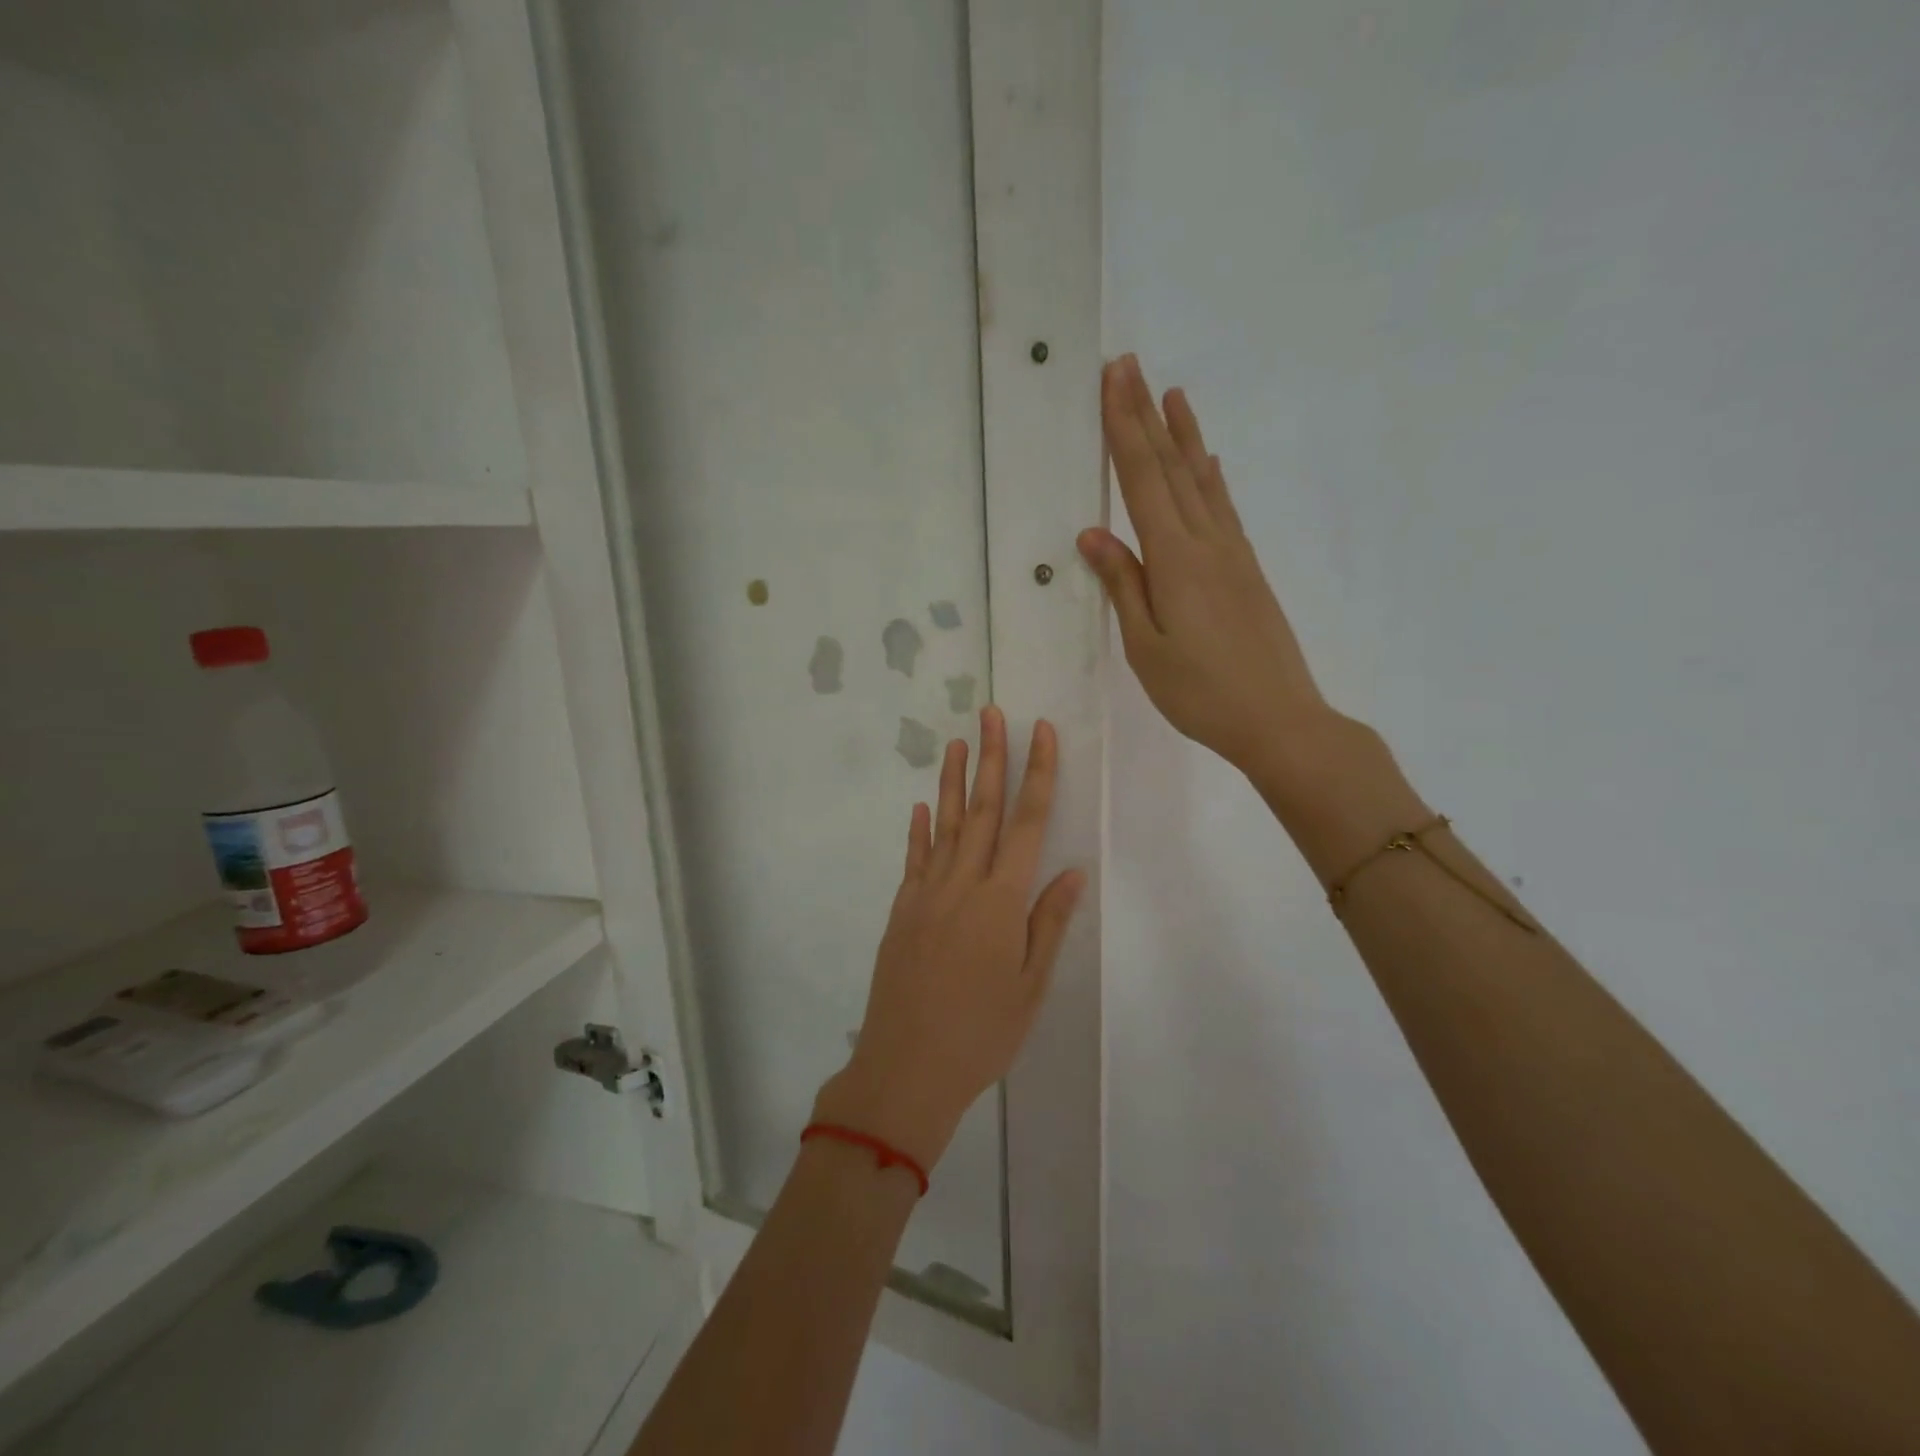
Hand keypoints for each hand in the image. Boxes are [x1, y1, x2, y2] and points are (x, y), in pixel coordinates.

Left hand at [814, 707, 1083, 1172]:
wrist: (905, 1068)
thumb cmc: (981, 1034)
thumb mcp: (1030, 986)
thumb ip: (1049, 923)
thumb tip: (1072, 871)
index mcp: (1001, 901)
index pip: (1028, 823)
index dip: (1038, 774)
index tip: (1041, 732)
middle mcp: (963, 885)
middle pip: (982, 810)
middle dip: (992, 757)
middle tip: (993, 713)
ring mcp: (926, 895)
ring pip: (944, 825)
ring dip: (953, 781)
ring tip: (957, 741)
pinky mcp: (902, 911)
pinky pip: (914, 859)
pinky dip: (918, 830)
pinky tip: (920, 806)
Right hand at [1079, 355, 1350, 780]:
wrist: (1279, 719)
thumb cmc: (1201, 692)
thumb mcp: (1146, 646)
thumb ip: (1123, 585)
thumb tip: (1093, 533)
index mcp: (1175, 559)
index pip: (1142, 479)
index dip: (1123, 427)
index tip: (1112, 378)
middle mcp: (1207, 542)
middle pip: (1171, 467)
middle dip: (1146, 415)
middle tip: (1130, 364)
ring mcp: (1233, 554)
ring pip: (1202, 481)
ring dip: (1184, 435)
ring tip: (1172, 394)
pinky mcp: (1247, 570)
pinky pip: (1223, 508)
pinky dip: (1211, 477)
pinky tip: (1209, 463)